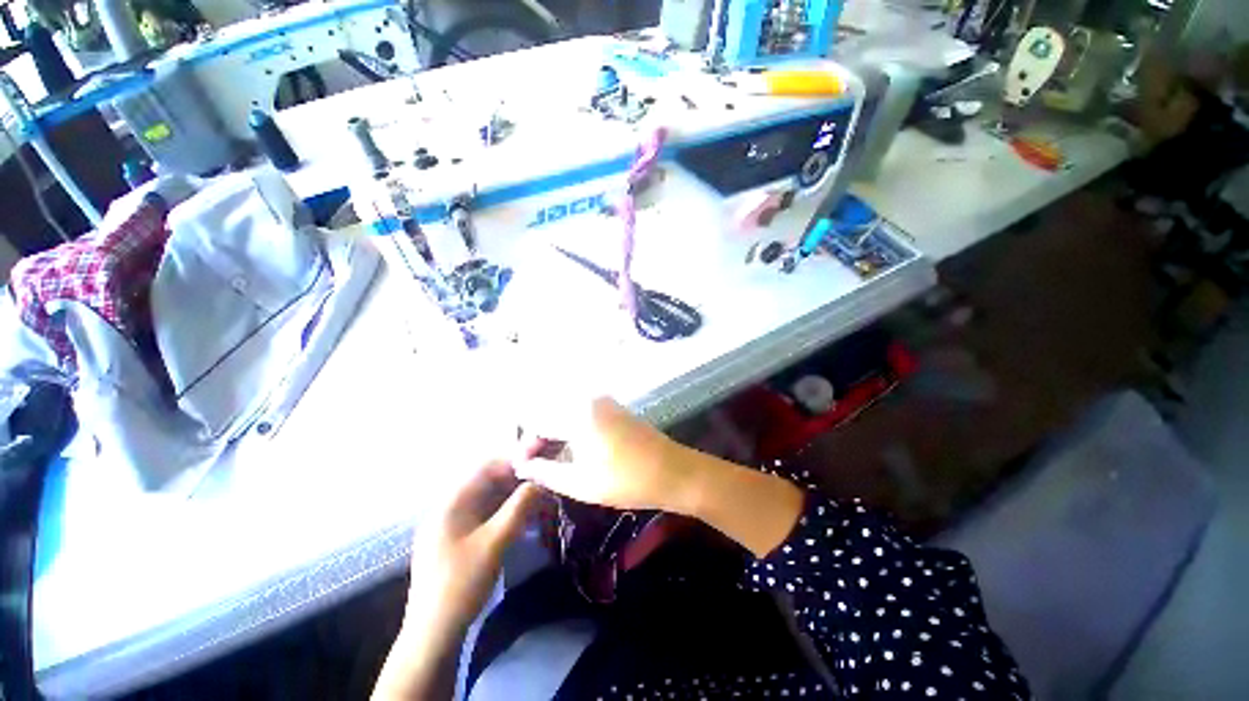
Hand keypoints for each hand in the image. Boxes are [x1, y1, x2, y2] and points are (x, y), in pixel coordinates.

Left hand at [405, 461, 540, 632]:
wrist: (433, 635)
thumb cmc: (461, 584)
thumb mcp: (495, 542)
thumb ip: (519, 507)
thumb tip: (540, 480)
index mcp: (452, 502)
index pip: (486, 466)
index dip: (515, 458)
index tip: (541, 455)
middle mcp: (451, 507)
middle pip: (488, 481)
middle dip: (518, 476)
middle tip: (546, 476)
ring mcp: (454, 524)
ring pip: (490, 498)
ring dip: (515, 494)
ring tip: (541, 494)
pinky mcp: (460, 539)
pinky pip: (487, 515)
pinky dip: (507, 511)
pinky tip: (526, 516)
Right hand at [519, 397, 803, 557]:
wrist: (674, 471)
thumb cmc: (626, 480)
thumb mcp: (581, 482)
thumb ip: (546, 472)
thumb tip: (524, 467)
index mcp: (578, 414)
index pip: (538, 423)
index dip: (526, 445)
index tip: (522, 467)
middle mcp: (588, 399)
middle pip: (551, 414)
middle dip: (539, 439)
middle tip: (534, 465)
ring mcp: (603, 402)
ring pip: (567, 413)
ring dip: (555, 434)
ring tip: (550, 461)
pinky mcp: (614, 408)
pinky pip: (582, 414)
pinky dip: (572, 429)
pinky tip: (572, 450)